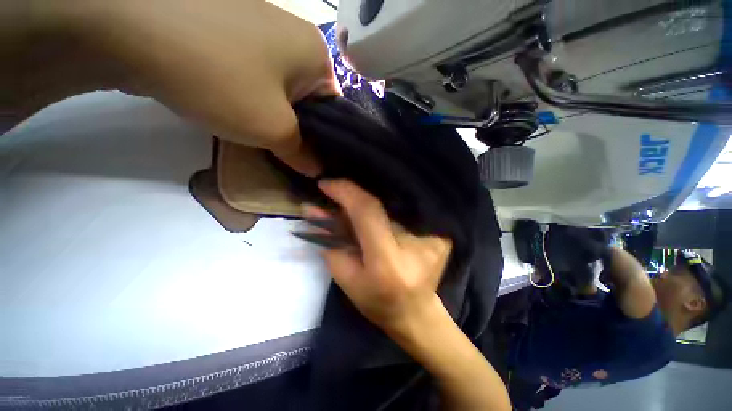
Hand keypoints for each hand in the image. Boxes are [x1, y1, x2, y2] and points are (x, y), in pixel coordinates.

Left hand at [11, 0, 340, 174]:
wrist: (128, 26)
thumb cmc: (221, 77)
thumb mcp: (273, 129)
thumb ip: (303, 154)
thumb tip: (317, 170)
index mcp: (317, 53)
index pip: (334, 109)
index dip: (325, 139)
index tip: (312, 160)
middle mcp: (295, 36)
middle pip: (308, 100)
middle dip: (299, 130)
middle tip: (287, 154)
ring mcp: (261, 30)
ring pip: (282, 90)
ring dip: (274, 117)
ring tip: (260, 136)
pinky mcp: (231, 32)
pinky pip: (256, 77)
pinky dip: (253, 99)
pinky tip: (238, 111)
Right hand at [308, 179, 452, 331]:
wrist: (416, 314)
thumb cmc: (377, 303)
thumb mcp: (346, 278)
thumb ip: (330, 242)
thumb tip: (314, 209)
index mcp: (388, 261)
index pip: (368, 211)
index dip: (346, 193)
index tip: (326, 184)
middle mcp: (414, 244)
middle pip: (380, 205)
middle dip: (353, 196)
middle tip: (336, 194)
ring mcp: (433, 236)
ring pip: (392, 205)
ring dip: (369, 202)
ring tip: (352, 203)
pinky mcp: (440, 234)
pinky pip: (405, 211)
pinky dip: (386, 207)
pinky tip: (374, 208)